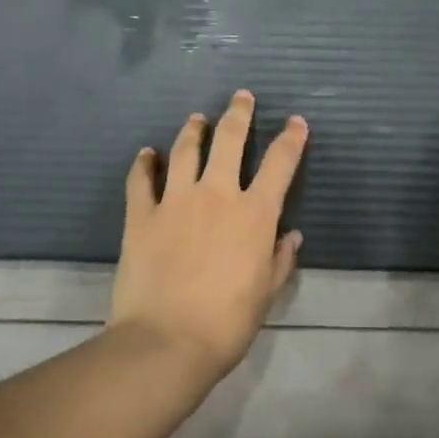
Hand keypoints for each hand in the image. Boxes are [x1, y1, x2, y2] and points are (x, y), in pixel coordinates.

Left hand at [109, 90, 308, 378]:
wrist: (167, 341)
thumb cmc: (227, 323)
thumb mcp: (266, 293)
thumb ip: (280, 259)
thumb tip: (291, 235)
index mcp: (253, 214)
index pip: (280, 164)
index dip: (291, 139)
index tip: (296, 123)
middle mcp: (216, 195)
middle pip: (230, 140)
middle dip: (239, 114)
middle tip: (242, 96)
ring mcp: (175, 201)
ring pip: (186, 150)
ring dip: (194, 130)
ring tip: (197, 118)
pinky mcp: (141, 215)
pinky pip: (141, 180)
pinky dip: (144, 163)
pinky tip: (147, 154)